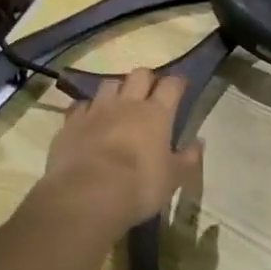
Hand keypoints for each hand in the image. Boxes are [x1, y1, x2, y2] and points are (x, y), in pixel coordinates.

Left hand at [39, 69, 204, 232]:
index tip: (181, 87)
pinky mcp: (71, 122)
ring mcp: (96, 110)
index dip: (178, 83)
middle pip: (139, 75)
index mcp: (156, 113)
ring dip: (117, 90)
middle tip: (150, 93)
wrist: (87, 194)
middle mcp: (127, 104)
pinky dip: (88, 110)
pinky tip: (89, 120)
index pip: (171, 85)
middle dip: (147, 80)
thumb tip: (198, 142)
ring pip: (109, 84)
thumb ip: (187, 158)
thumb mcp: (173, 178)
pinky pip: (81, 106)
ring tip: (118, 103)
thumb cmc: (139, 186)